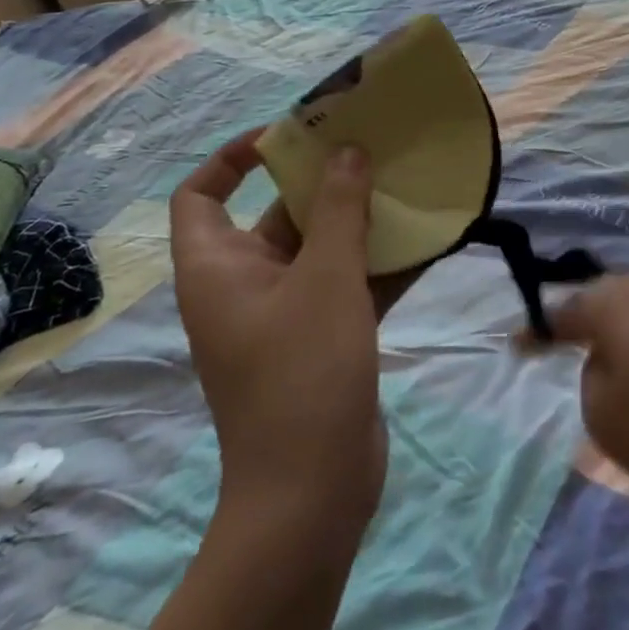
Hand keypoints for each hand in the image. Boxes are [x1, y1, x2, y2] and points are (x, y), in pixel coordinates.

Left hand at [168, 130, 414, 525]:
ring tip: (405, 182)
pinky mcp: (322, 336)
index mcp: (218, 268)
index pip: (200, 196)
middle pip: (275, 214)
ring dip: (360, 219)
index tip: (286, 136)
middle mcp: (245, 284)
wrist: (313, 493)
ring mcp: (285, 313)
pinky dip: (380, 261)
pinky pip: (348, 281)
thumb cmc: (303, 372)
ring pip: (320, 247)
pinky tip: (429, 238)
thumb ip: (338, 208)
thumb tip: (347, 152)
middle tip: (369, 147)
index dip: (233, 158)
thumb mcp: (325, 277)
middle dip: (322, 181)